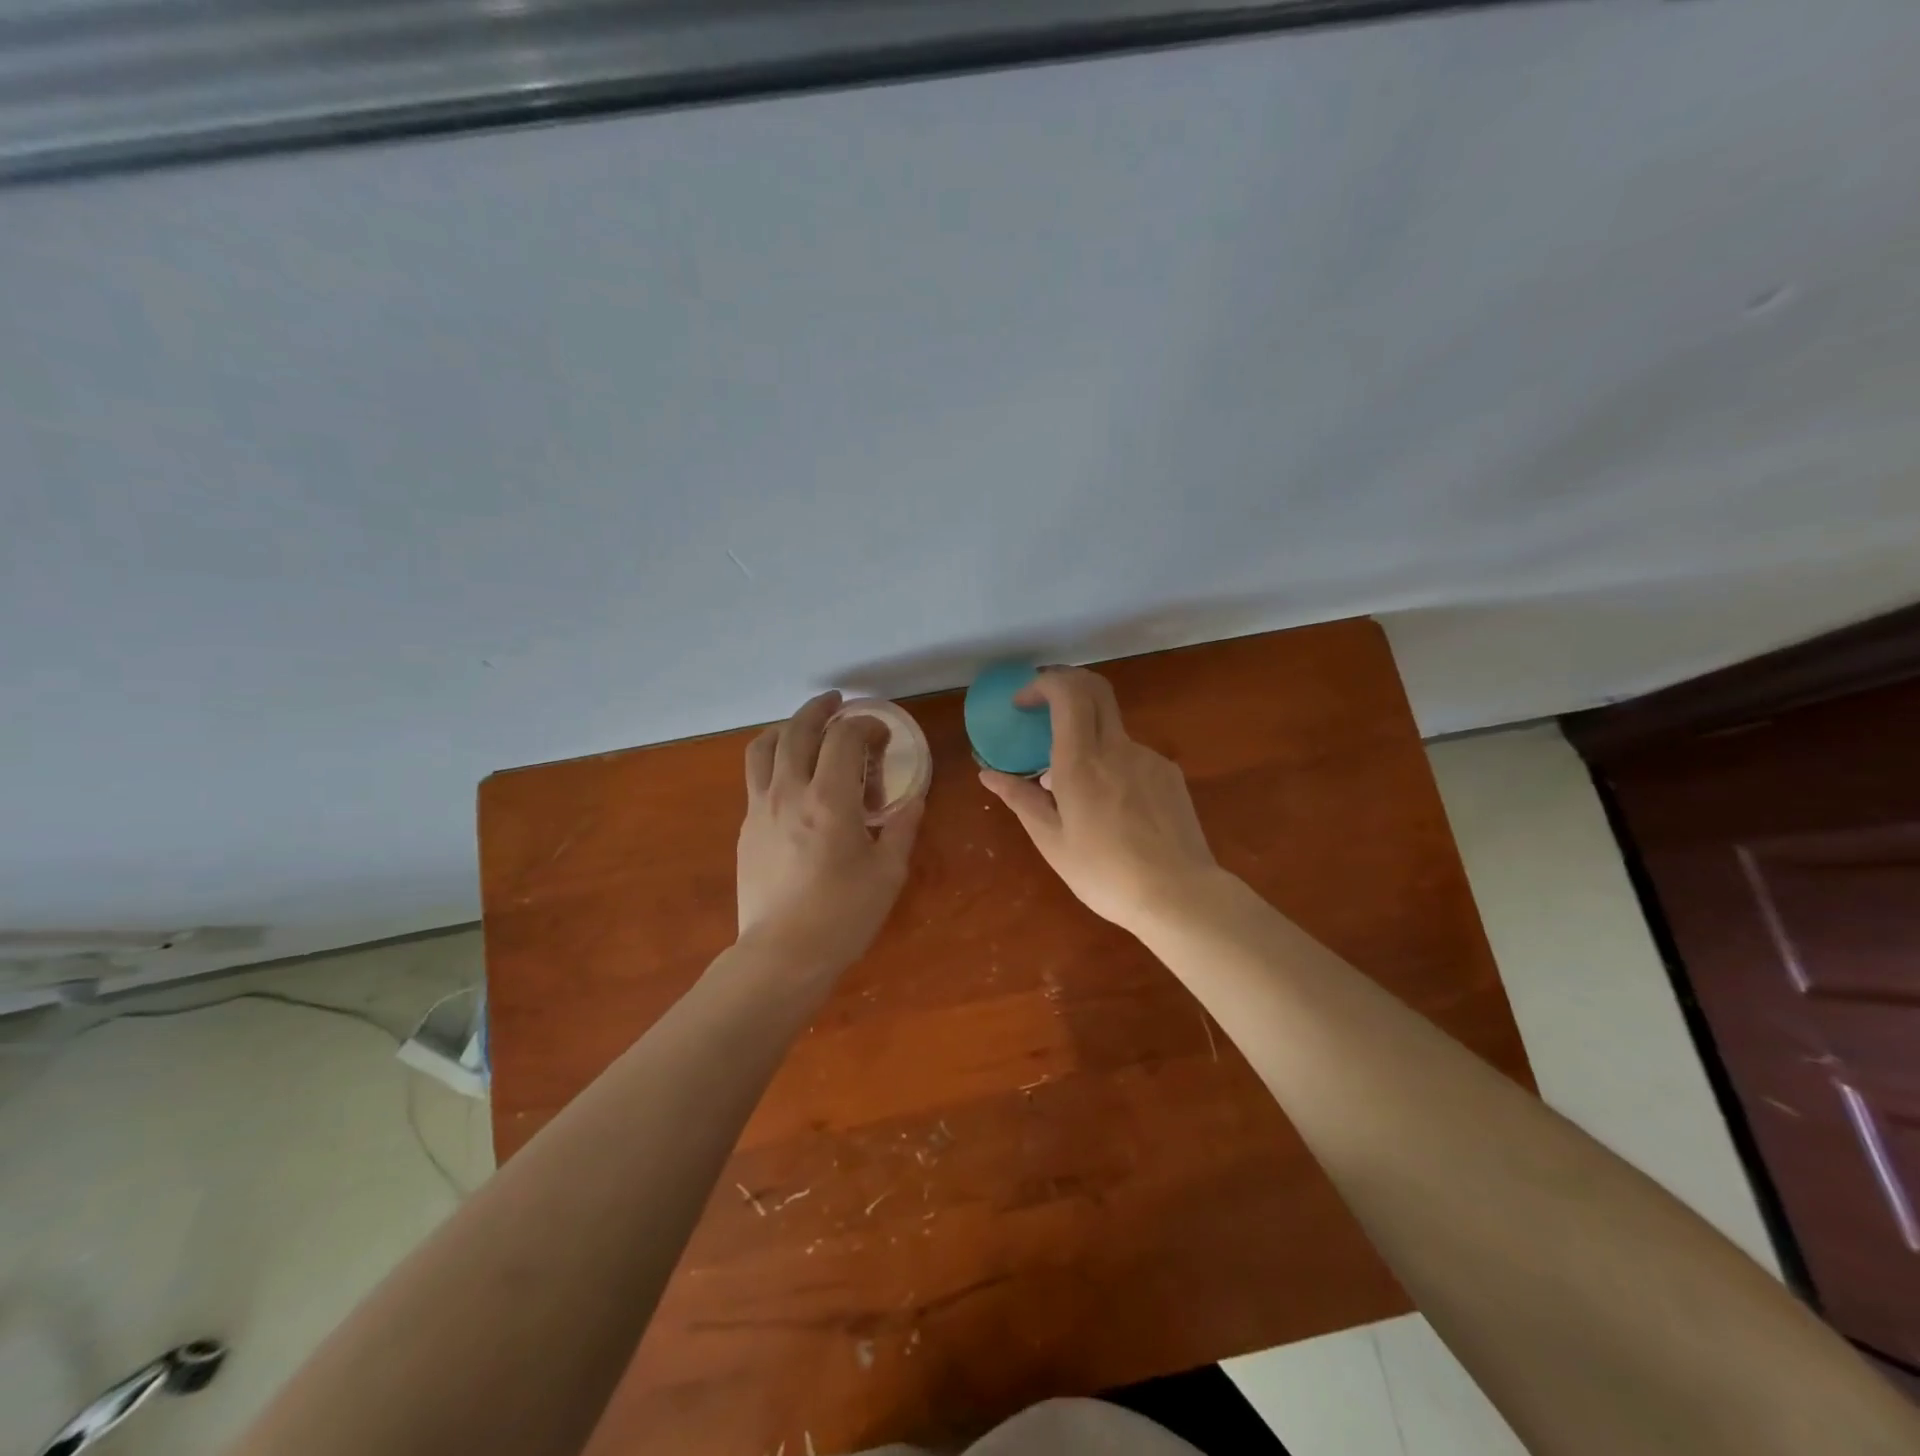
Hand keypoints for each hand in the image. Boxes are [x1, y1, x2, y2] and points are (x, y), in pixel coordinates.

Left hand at [737, 691, 924, 973]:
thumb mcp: (888, 873)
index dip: (865, 725)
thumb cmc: (843, 916)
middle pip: (798, 729)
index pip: (844, 737)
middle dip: (820, 709)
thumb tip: (913, 800)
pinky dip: (774, 759)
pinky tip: (791, 777)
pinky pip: (756, 776)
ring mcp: (761, 807)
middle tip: (837, 705)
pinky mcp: (747, 827)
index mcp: (830, 799)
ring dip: (787, 727)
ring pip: (764, 746)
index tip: (881, 735)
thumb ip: (902, 828)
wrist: (782, 955)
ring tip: (804, 729)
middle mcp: (790, 791)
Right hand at [979, 667, 1220, 936]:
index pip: (1068, 693)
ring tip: (1074, 790)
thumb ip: (1021, 800)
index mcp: (1082, 763)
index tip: (1023, 703)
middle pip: (1095, 689)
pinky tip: (1111, 808)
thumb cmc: (1105, 874)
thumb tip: (989, 774)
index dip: (1043, 683)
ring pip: (1111, 730)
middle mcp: (1117, 749)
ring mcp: (1148, 758)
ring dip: (1086, 739)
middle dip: (1065, 685)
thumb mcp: (1052, 842)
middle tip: (1043, 708)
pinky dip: (1111, 765)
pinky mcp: (1168, 774)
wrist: (1179, 896)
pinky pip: (1131, 756)